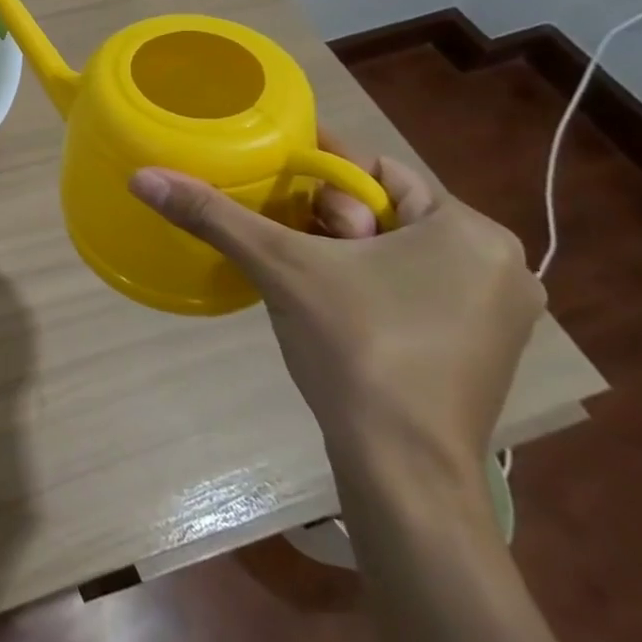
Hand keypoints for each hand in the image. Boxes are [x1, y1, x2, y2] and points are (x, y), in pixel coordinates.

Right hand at [128, 139, 545, 481]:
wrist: (404, 471)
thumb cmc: (357, 349)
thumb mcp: (279, 267)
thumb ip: (213, 215)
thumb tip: (142, 176)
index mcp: (469, 231)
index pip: (375, 171)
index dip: (317, 173)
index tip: (272, 182)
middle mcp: (498, 264)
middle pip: (385, 210)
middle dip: (328, 219)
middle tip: (289, 244)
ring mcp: (497, 313)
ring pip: (396, 249)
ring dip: (342, 251)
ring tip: (298, 271)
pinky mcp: (481, 349)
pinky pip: (413, 287)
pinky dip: (367, 282)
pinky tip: (329, 303)